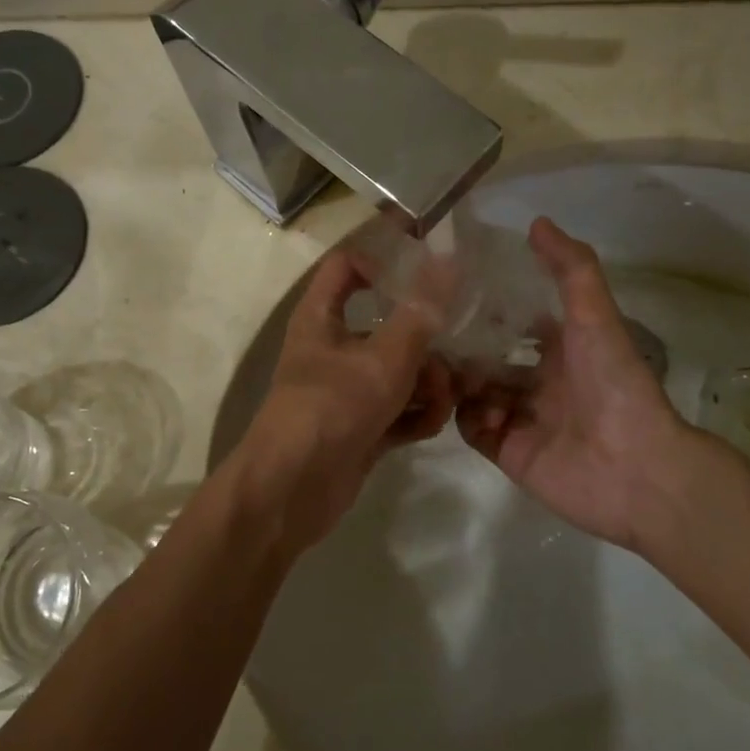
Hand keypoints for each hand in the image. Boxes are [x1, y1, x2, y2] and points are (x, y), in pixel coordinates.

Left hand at [234, 248, 455, 551]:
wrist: (292, 491)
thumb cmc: (333, 408)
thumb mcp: (384, 357)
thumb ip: (420, 312)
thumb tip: (448, 259)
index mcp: (323, 316)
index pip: (348, 265)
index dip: (385, 260)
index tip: (429, 269)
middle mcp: (334, 348)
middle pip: (389, 324)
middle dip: (427, 340)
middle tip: (457, 351)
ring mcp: (349, 390)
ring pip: (401, 371)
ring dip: (429, 383)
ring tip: (442, 399)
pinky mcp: (363, 426)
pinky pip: (400, 409)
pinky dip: (417, 415)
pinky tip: (430, 425)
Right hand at [456, 218, 711, 549]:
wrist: (636, 469)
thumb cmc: (615, 385)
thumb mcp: (595, 317)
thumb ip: (571, 269)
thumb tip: (536, 222)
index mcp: (561, 349)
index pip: (514, 322)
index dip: (487, 307)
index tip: (451, 290)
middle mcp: (539, 381)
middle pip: (487, 358)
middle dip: (463, 346)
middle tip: (432, 332)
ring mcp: (522, 418)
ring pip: (474, 391)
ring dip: (460, 379)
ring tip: (448, 370)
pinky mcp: (509, 451)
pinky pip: (473, 429)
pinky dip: (468, 416)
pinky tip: (475, 407)